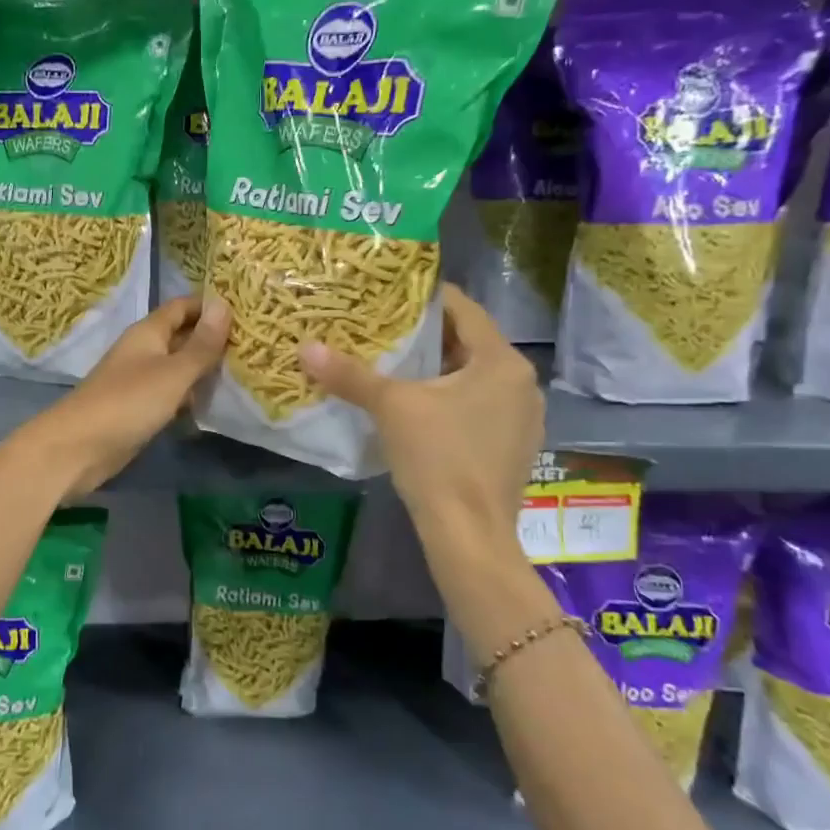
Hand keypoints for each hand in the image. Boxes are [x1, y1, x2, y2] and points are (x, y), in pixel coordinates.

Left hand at [20, 295, 230, 498]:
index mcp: (148, 332)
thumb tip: (224, 303)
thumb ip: (201, 344)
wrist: (78, 448)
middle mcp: (143, 351)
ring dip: (204, 370)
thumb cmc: (128, 402)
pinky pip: (170, 394)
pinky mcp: (138, 409)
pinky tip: (214, 404)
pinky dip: (190, 396)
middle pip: (181, 336)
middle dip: (213, 339)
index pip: (182, 307)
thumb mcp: (173, 372)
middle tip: (254, 343)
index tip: (247, 310)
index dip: (210, 306)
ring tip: (245, 372)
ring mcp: (139, 381)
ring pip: (178, 367)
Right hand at [300, 284, 541, 549]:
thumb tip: (306, 348)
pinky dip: (451, 399)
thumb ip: (350, 375)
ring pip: (474, 377)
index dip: (425, 299)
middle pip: (469, 343)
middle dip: (426, 337)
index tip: (390, 295)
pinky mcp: (515, 446)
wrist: (469, 535)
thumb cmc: (437, 458)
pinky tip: (420, 410)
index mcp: (501, 361)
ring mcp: (523, 417)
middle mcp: (522, 383)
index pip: (463, 309)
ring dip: (438, 370)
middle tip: (383, 330)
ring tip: (395, 367)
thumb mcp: (391, 408)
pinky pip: (480, 407)